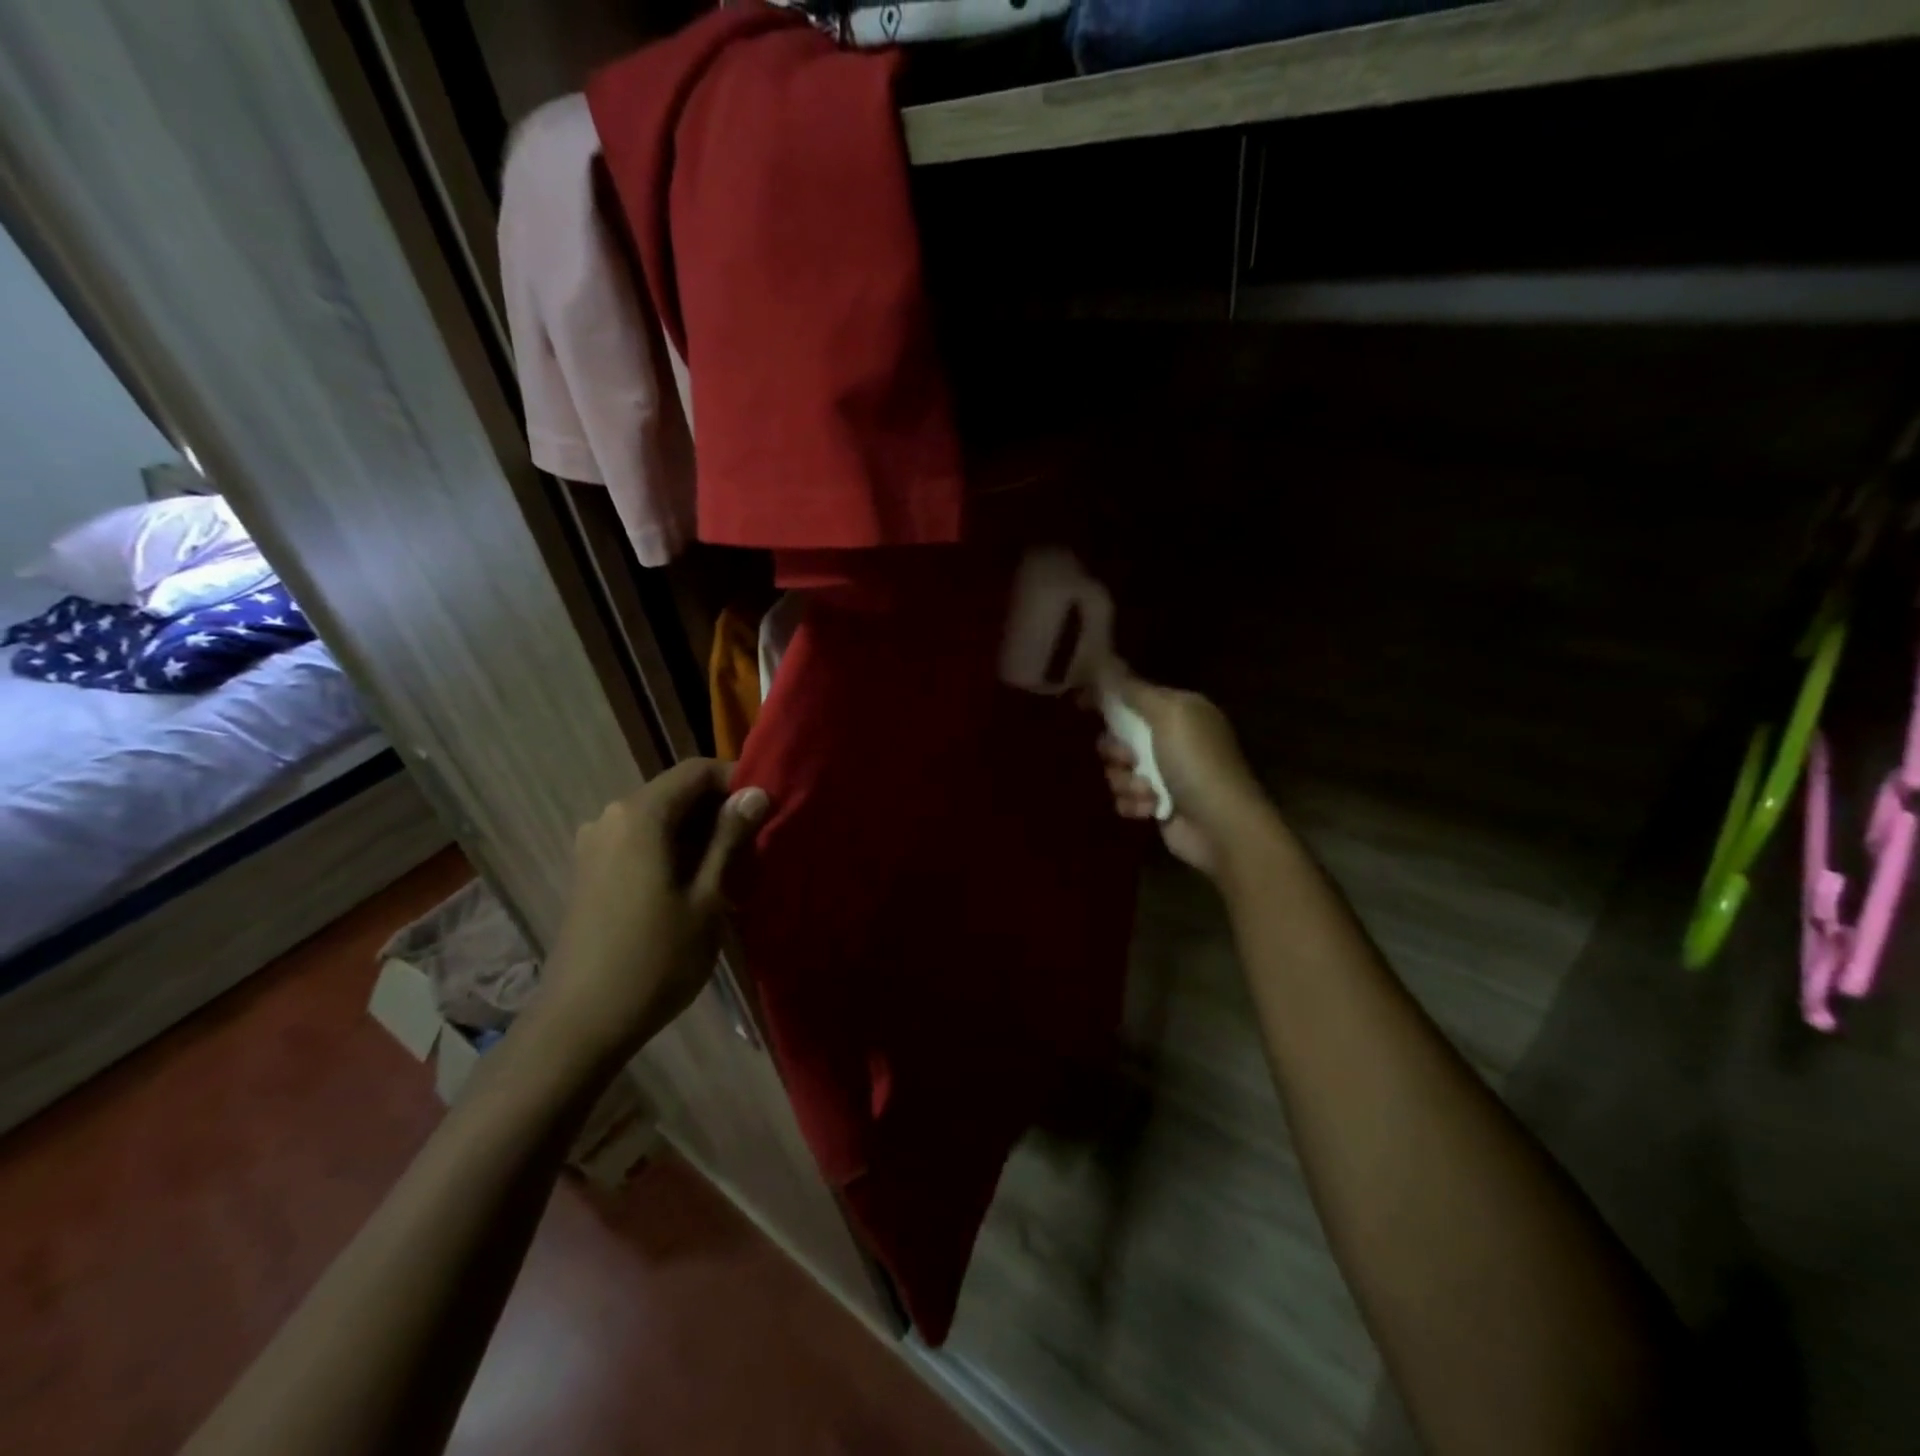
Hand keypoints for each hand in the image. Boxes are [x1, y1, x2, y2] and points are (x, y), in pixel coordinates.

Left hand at [536, 759, 767, 1066]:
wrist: (580, 1023)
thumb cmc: (655, 959)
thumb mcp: (707, 898)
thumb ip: (729, 839)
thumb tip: (756, 793)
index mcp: (639, 815)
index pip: (696, 770)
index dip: (736, 781)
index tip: (766, 811)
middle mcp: (611, 817)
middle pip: (676, 792)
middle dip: (718, 810)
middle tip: (755, 844)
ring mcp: (595, 844)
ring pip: (659, 819)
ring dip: (698, 833)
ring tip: (731, 869)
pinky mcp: (590, 870)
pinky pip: (640, 841)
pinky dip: (672, 850)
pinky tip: (694, 885)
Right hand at [1098, 672, 1278, 878]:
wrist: (1221, 826)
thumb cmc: (1196, 763)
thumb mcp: (1168, 715)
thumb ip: (1134, 690)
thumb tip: (1105, 662)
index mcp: (1181, 710)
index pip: (1134, 694)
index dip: (1106, 697)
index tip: (1078, 702)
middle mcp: (1172, 738)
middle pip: (1119, 734)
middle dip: (1115, 749)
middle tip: (1126, 759)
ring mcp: (1165, 773)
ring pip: (1118, 768)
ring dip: (1125, 780)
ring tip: (1146, 790)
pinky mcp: (1157, 804)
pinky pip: (1125, 796)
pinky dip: (1133, 803)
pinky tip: (1150, 808)